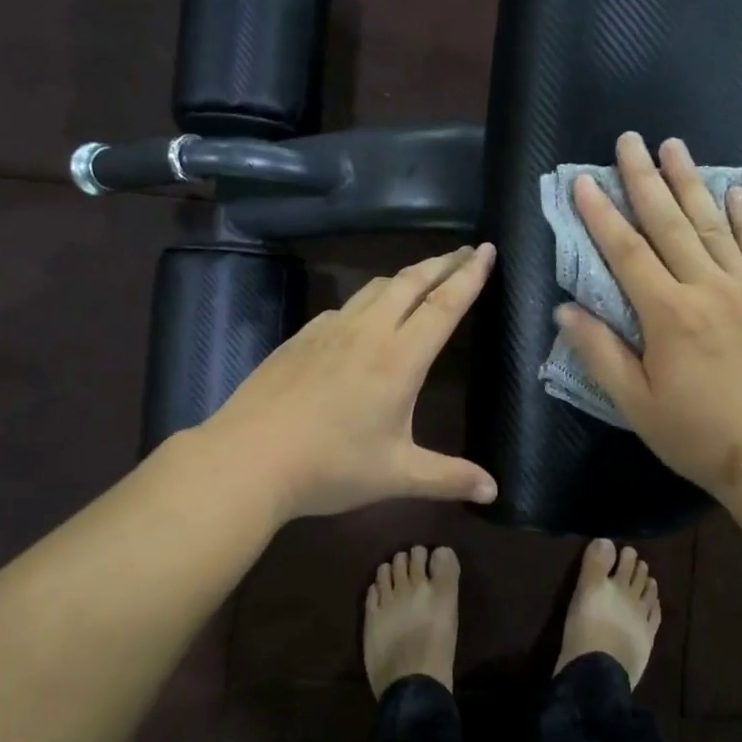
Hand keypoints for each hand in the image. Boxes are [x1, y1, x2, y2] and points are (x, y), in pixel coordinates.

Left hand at [203, 244, 499, 522]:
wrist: (247, 459)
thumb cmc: (330, 467)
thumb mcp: (396, 475)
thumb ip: (448, 477)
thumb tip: (494, 492)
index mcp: (400, 359)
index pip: (444, 305)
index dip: (469, 275)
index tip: (488, 249)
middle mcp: (369, 332)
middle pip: (412, 282)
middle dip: (443, 262)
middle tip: (466, 250)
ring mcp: (330, 329)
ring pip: (377, 287)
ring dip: (408, 274)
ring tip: (425, 274)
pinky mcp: (302, 337)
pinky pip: (347, 305)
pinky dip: (371, 297)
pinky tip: (366, 313)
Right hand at [557, 133, 741, 503]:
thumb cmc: (699, 435)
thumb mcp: (637, 405)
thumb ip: (600, 353)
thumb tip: (565, 309)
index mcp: (668, 315)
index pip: (626, 253)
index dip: (601, 216)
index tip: (583, 182)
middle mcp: (707, 290)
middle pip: (670, 224)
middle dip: (644, 180)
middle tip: (629, 140)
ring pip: (713, 226)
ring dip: (691, 183)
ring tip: (674, 147)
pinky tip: (736, 191)